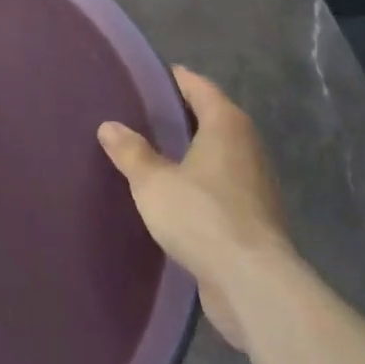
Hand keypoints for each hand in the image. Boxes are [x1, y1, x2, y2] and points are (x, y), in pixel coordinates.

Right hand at [98, 66, 289, 349]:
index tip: (143, 78)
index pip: (197, 85)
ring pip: (216, 154)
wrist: (253, 285)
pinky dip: (199, 183)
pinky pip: (221, 186)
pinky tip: (173, 195)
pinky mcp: (255, 217)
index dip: (171, 79)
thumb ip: (131, 152)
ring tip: (150, 154)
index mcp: (226, 124)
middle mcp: (247, 145)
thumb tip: (109, 126)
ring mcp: (255, 183)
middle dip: (178, 117)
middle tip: (138, 116)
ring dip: (189, 153)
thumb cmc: (202, 216)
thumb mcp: (153, 182)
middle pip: (209, 118)